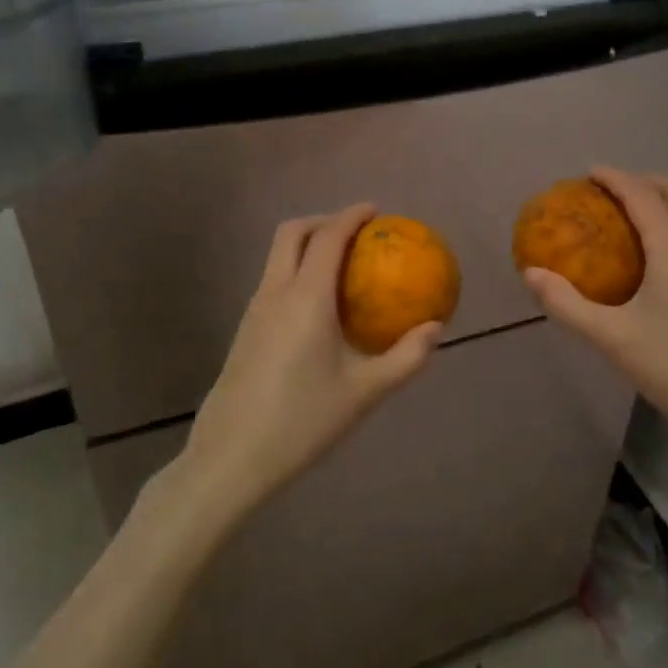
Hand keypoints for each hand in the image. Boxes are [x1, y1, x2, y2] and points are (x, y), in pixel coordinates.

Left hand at [172, 204, 440, 534]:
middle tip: (355, 232)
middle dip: (323, 220)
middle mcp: (275, 292)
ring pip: (277, 256)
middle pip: (292, 233)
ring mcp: (254, 310)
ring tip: (341, 265)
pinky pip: (273, 280)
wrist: (232, 457)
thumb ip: (406, 357)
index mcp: (306, 297)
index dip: (352, 216)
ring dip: (306, 244)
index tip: (376, 210)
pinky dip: (296, 270)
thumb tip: (435, 328)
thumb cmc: (303, 421)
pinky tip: (318, 306)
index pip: (328, 237)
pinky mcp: (244, 330)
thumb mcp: (365, 392)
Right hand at [522, 167, 667, 448]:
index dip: (615, 178)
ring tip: (628, 220)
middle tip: (609, 192)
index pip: (642, 196)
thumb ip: (568, 304)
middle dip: (643, 181)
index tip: (588, 174)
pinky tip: (654, 260)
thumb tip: (531, 274)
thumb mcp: (612, 338)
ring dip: (661, 201)